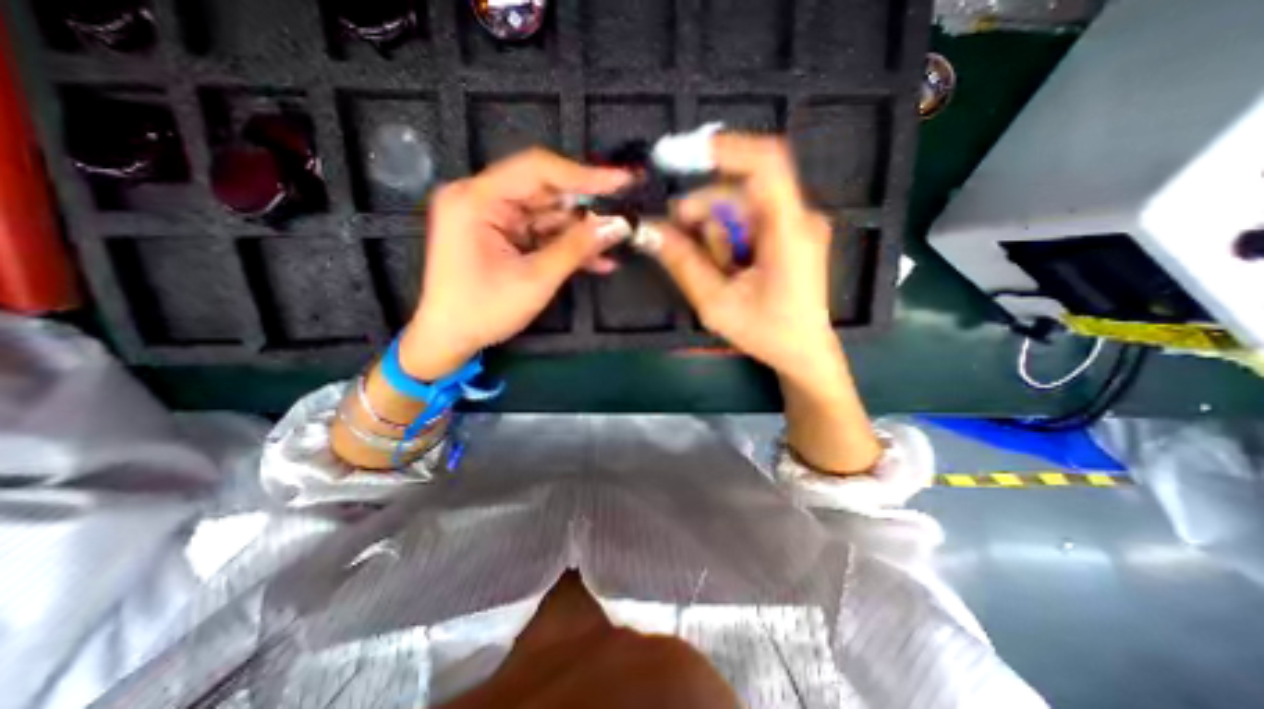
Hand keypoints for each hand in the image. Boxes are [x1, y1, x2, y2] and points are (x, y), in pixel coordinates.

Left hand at [401, 146, 627, 377]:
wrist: (450, 339)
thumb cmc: (484, 311)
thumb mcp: (536, 279)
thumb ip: (577, 248)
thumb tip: (617, 225)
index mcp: (478, 200)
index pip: (538, 170)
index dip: (585, 175)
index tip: (622, 180)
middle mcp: (482, 200)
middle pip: (545, 192)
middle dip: (586, 209)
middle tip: (622, 217)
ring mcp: (492, 219)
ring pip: (548, 216)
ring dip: (581, 233)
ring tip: (615, 243)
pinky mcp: (502, 237)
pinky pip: (541, 234)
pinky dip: (567, 247)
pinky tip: (598, 261)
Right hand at [642, 134, 881, 474]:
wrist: (804, 353)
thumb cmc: (767, 334)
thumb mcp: (717, 303)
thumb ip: (683, 263)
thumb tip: (647, 231)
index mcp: (790, 232)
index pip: (766, 164)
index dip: (723, 149)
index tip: (677, 156)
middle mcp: (799, 217)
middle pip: (740, 190)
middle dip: (702, 211)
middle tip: (673, 238)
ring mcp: (795, 224)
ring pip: (741, 206)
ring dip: (714, 232)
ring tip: (715, 270)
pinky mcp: (789, 234)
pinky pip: (749, 220)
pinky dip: (727, 238)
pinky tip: (727, 266)